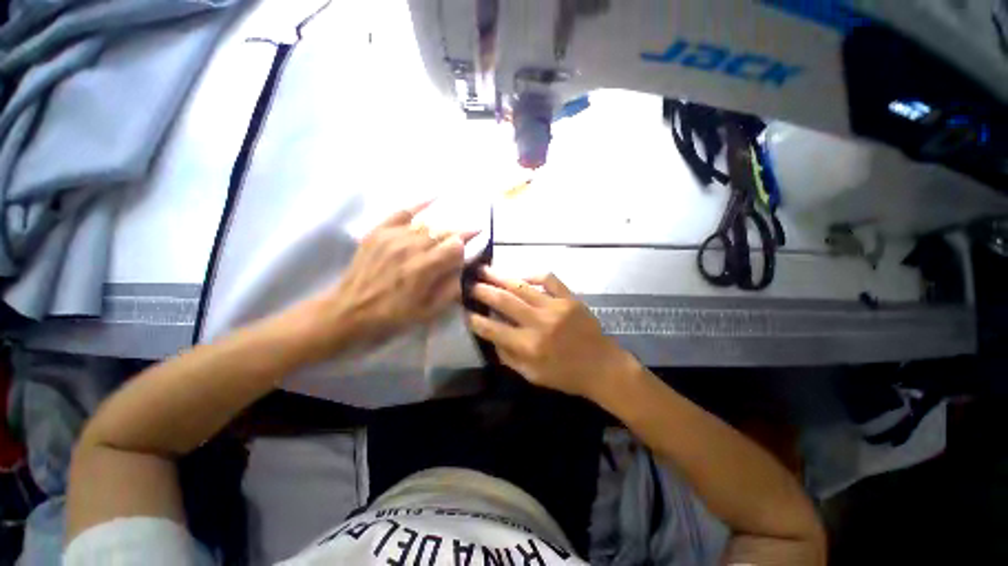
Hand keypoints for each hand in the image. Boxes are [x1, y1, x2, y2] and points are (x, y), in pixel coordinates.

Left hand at [306, 203, 473, 354]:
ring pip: (428, 224)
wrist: (350, 310)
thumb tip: (465, 266)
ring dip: (443, 227)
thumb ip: (451, 287)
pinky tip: (436, 196)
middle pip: (444, 231)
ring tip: (450, 230)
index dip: (468, 243)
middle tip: (471, 232)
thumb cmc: (394, 315)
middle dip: (459, 233)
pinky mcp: (379, 231)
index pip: (456, 245)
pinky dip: (420, 203)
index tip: (478, 241)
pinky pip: (403, 211)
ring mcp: (393, 236)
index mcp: (425, 268)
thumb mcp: (429, 311)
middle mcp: (411, 246)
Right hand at [468, 269, 638, 401]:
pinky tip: (521, 276)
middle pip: (504, 301)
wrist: (602, 367)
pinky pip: (548, 279)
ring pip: (521, 287)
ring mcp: (556, 307)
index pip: (494, 329)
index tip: (465, 310)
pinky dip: (532, 275)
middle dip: (483, 291)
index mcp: (529, 346)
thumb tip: (491, 335)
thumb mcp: (532, 376)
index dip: (476, 319)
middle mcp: (540, 323)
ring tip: (485, 270)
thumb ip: (508, 357)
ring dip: (500, 277)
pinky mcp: (570, 298)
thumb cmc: (565, 375)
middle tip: (469, 283)